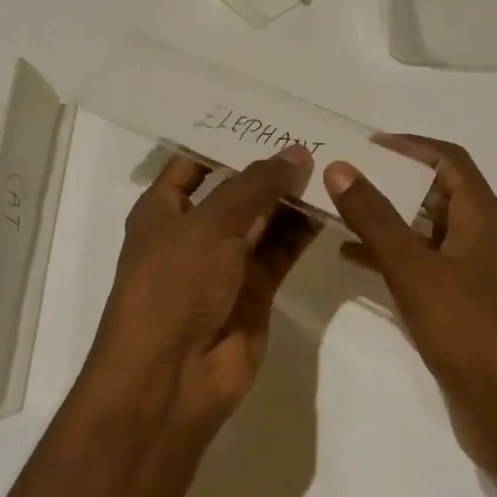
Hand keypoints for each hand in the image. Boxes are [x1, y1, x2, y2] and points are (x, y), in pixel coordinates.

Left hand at [80, 146, 317, 441]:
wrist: (172, 377)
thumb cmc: (175, 285)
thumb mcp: (211, 224)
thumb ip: (256, 186)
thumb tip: (296, 153)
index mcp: (164, 210)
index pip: (194, 163)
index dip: (226, 141)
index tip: (268, 119)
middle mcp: (194, 232)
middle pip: (235, 189)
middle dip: (268, 168)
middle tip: (314, 137)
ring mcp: (226, 263)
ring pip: (263, 219)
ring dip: (291, 197)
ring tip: (331, 164)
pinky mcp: (256, 290)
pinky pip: (282, 250)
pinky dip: (303, 230)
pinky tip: (331, 205)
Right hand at [325, 135, 496, 465]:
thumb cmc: (467, 328)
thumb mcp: (413, 267)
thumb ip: (374, 217)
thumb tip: (341, 167)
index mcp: (481, 216)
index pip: (448, 159)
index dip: (410, 145)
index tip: (367, 144)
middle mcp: (481, 236)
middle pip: (435, 191)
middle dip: (392, 180)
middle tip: (344, 175)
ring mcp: (472, 272)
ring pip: (425, 230)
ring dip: (387, 219)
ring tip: (340, 211)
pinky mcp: (462, 304)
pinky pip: (422, 265)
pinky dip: (391, 256)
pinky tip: (353, 260)